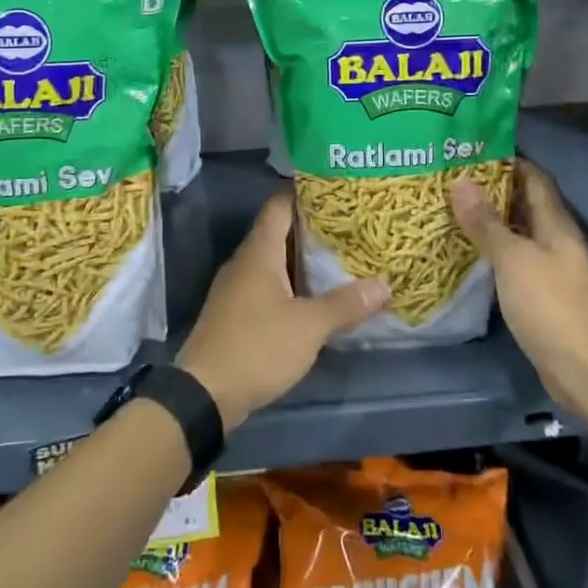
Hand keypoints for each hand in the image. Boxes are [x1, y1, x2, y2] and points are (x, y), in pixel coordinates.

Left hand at [177, 192, 388, 430]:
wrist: (203, 394)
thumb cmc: (257, 347)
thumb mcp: (309, 326)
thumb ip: (345, 304)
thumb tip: (384, 285)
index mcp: (258, 252)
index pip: (279, 205)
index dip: (305, 195)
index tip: (337, 193)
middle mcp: (244, 262)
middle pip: (279, 232)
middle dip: (313, 229)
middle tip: (351, 227)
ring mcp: (236, 288)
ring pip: (274, 262)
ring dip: (303, 261)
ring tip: (342, 259)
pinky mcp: (236, 314)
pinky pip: (268, 286)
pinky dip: (292, 285)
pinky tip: (316, 297)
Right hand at [452, 161, 587, 409]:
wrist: (585, 370)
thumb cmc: (551, 306)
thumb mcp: (513, 260)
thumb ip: (486, 223)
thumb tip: (461, 182)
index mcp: (556, 225)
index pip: (535, 179)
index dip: (510, 162)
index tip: (474, 151)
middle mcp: (558, 242)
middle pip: (526, 205)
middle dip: (494, 191)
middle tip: (453, 179)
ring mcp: (553, 270)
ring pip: (520, 234)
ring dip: (492, 222)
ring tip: (453, 210)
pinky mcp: (545, 296)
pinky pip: (517, 262)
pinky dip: (495, 252)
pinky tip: (470, 254)